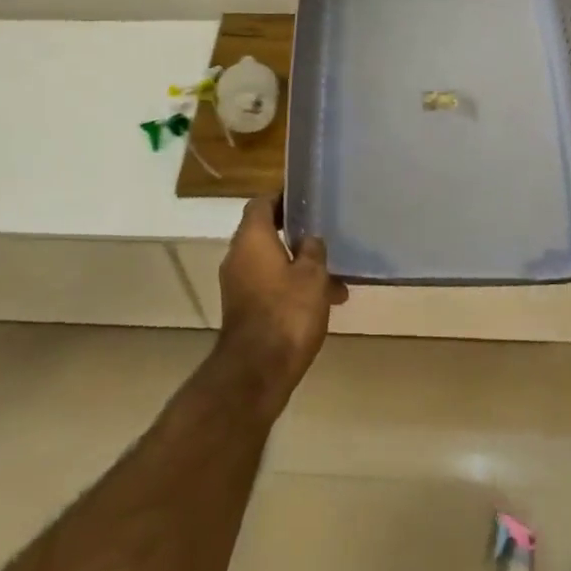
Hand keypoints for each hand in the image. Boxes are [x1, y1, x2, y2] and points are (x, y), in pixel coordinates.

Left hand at [216, 197, 347, 408]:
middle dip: (295, 237)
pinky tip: (318, 304)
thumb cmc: (287, 312)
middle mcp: (237, 256)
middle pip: (265, 234)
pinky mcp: (241, 310)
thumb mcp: (313, 275)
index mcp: (251, 238)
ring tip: (333, 282)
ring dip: (297, 268)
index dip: (282, 198)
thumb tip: (309, 240)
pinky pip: (267, 286)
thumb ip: (313, 250)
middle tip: (323, 239)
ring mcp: (236, 285)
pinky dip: (288, 288)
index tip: (305, 200)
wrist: (257, 372)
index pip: (261, 203)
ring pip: (270, 264)